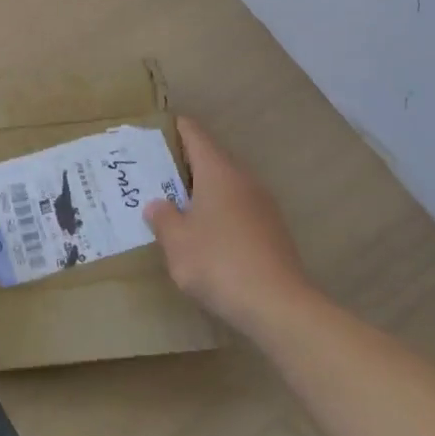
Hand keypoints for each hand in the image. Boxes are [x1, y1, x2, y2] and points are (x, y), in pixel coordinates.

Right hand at [144, 118, 315, 337]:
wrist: (279, 306)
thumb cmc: (219, 263)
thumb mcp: (177, 242)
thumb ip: (163, 218)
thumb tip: (158, 205)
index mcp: (218, 171)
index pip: (195, 134)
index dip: (175, 128)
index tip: (155, 131)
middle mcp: (243, 179)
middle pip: (211, 159)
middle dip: (184, 164)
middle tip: (154, 174)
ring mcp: (263, 206)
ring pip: (226, 186)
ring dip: (202, 192)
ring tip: (176, 206)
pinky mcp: (272, 232)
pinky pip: (238, 210)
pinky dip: (219, 213)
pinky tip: (206, 237)